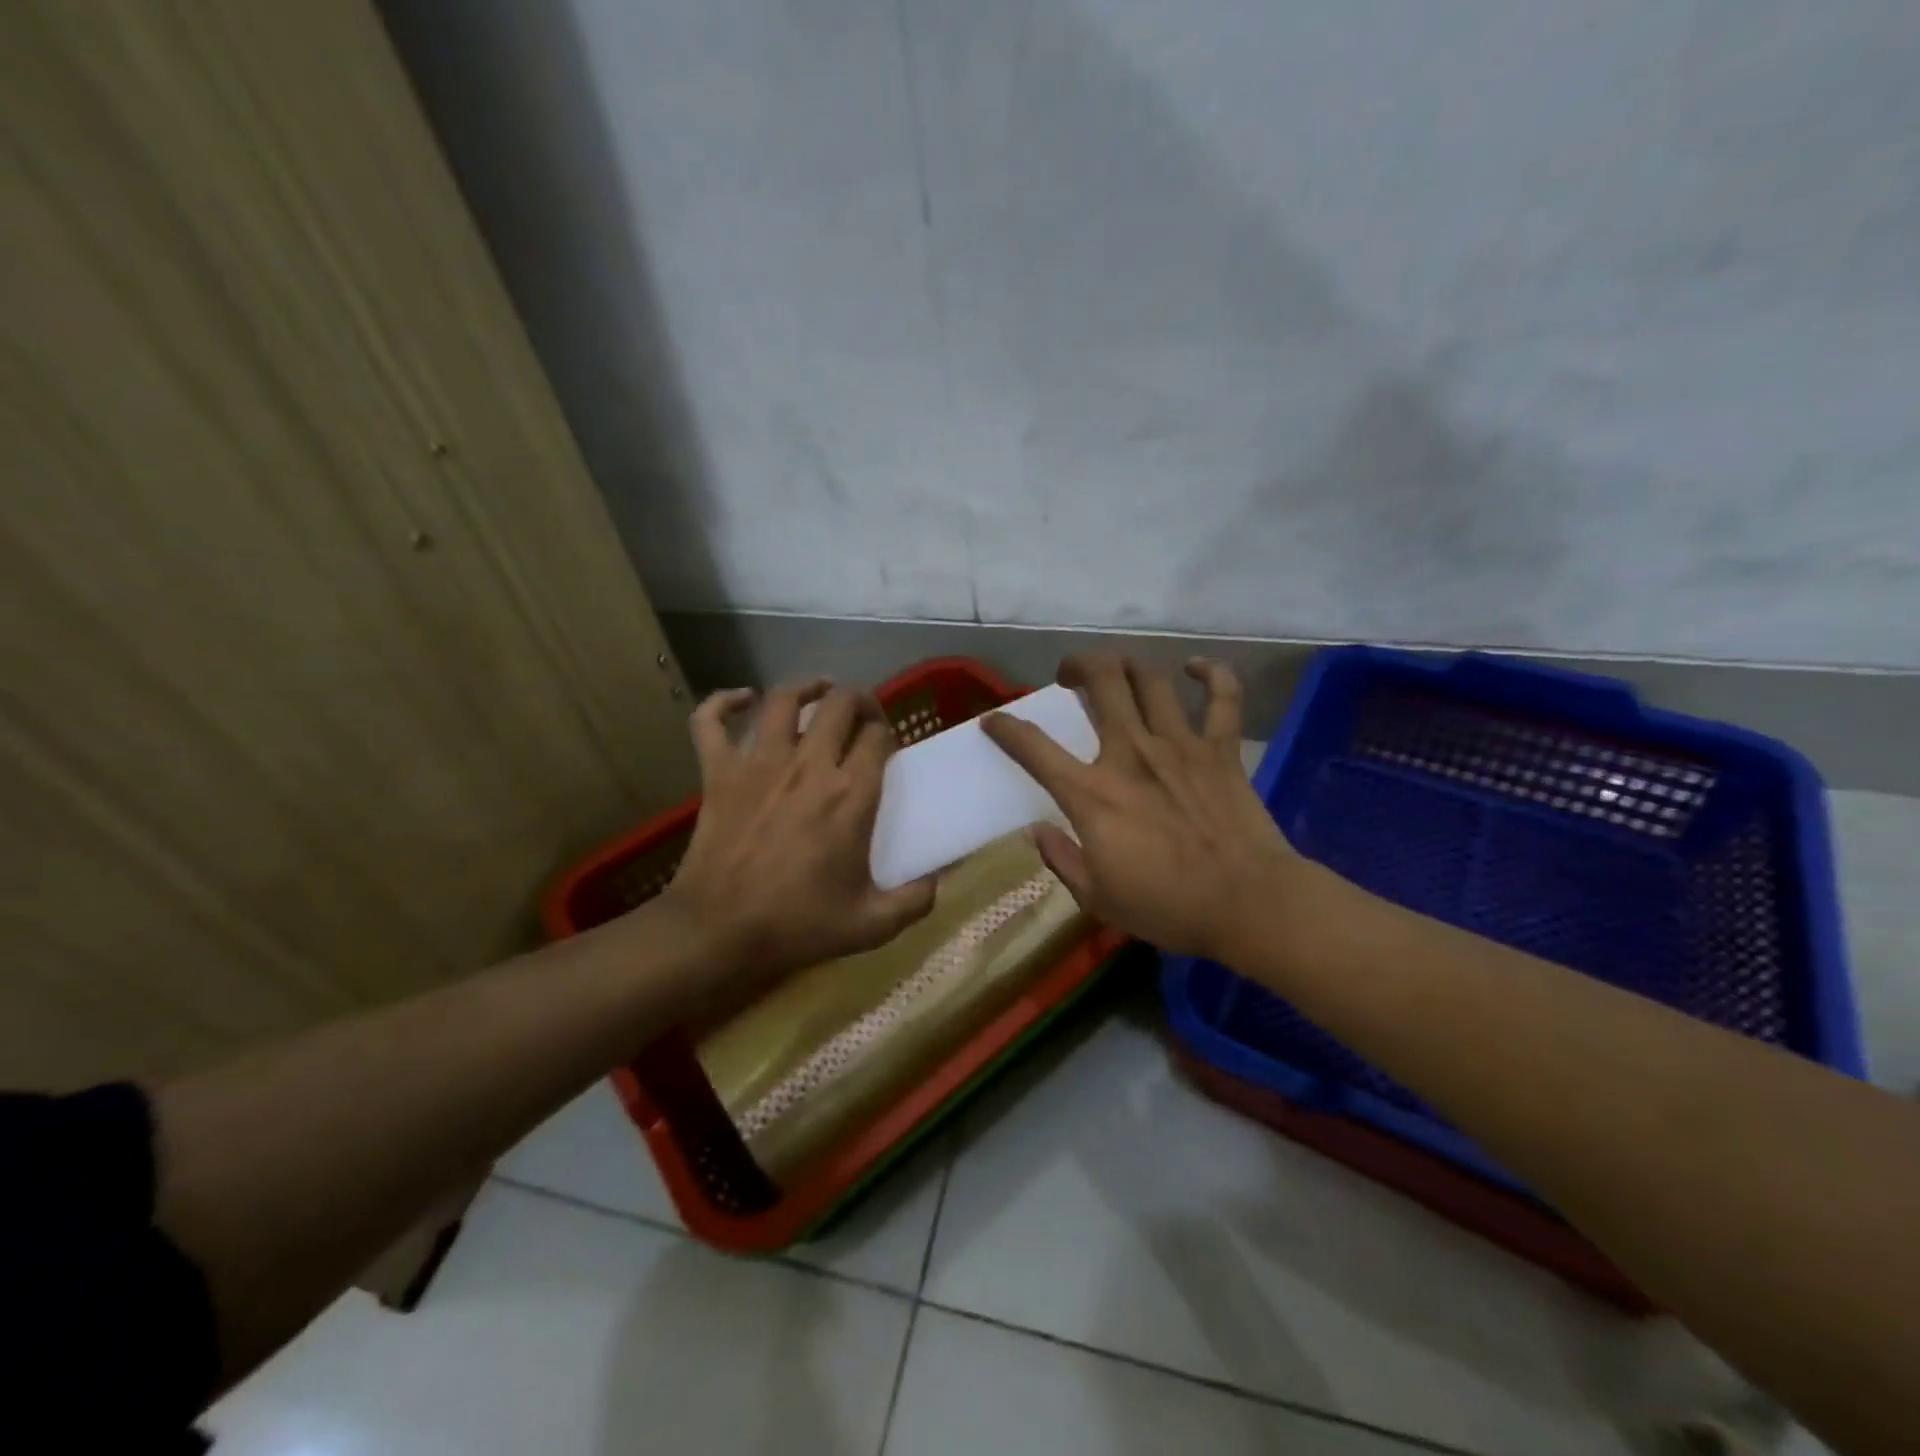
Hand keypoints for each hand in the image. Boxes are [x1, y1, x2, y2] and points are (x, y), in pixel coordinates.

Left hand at [658, 680, 935, 995]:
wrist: (720, 934)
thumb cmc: (799, 926)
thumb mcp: (872, 924)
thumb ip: (916, 900)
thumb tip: (941, 879)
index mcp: (850, 795)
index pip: (878, 736)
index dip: (886, 734)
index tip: (886, 750)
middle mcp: (809, 765)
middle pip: (840, 704)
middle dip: (859, 700)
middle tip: (863, 716)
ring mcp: (759, 763)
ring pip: (783, 698)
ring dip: (806, 687)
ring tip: (819, 690)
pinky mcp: (718, 772)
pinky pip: (712, 721)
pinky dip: (723, 702)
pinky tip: (741, 698)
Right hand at [980, 655, 1298, 964]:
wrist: (1247, 904)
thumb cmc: (1168, 907)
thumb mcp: (1097, 898)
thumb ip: (1062, 859)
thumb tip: (1037, 831)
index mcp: (1092, 794)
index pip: (1033, 748)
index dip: (1005, 728)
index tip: (993, 721)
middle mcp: (1130, 753)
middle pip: (1100, 681)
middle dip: (1078, 666)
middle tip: (1069, 676)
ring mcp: (1179, 745)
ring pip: (1149, 678)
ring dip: (1127, 664)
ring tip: (1117, 670)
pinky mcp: (1221, 750)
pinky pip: (1222, 697)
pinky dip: (1212, 673)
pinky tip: (1196, 667)